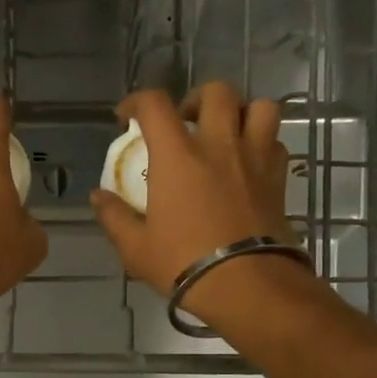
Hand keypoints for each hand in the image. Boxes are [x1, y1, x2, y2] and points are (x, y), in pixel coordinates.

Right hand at [89, 83, 308, 324]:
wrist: (247, 285)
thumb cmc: (184, 263)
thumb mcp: (136, 248)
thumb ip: (114, 217)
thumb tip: (97, 198)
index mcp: (178, 156)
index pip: (155, 105)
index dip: (137, 101)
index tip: (127, 118)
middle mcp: (219, 146)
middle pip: (217, 92)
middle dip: (196, 99)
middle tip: (185, 123)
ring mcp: (255, 159)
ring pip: (260, 107)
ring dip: (241, 112)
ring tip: (226, 134)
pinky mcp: (279, 179)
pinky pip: (276, 142)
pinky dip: (263, 143)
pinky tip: (248, 164)